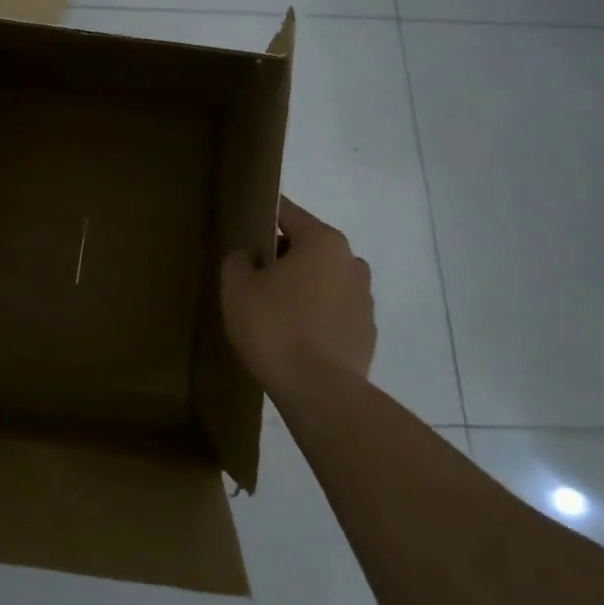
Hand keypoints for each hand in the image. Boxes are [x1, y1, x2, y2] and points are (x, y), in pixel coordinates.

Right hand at [221, 197, 374, 387]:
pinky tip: (294, 336)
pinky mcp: (366, 332)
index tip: (244, 225)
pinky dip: (316, 315)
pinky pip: (334, 311)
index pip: (288, 213)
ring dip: (302, 286)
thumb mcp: (237, 287)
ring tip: (273, 310)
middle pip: (309, 246)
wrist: (319, 391)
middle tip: (253, 275)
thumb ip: (238, 260)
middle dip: (282, 255)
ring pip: (324, 279)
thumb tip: (247, 256)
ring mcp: (364, 299)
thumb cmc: (275, 327)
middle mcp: (351, 262)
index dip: (263, 215)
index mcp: (323, 242)